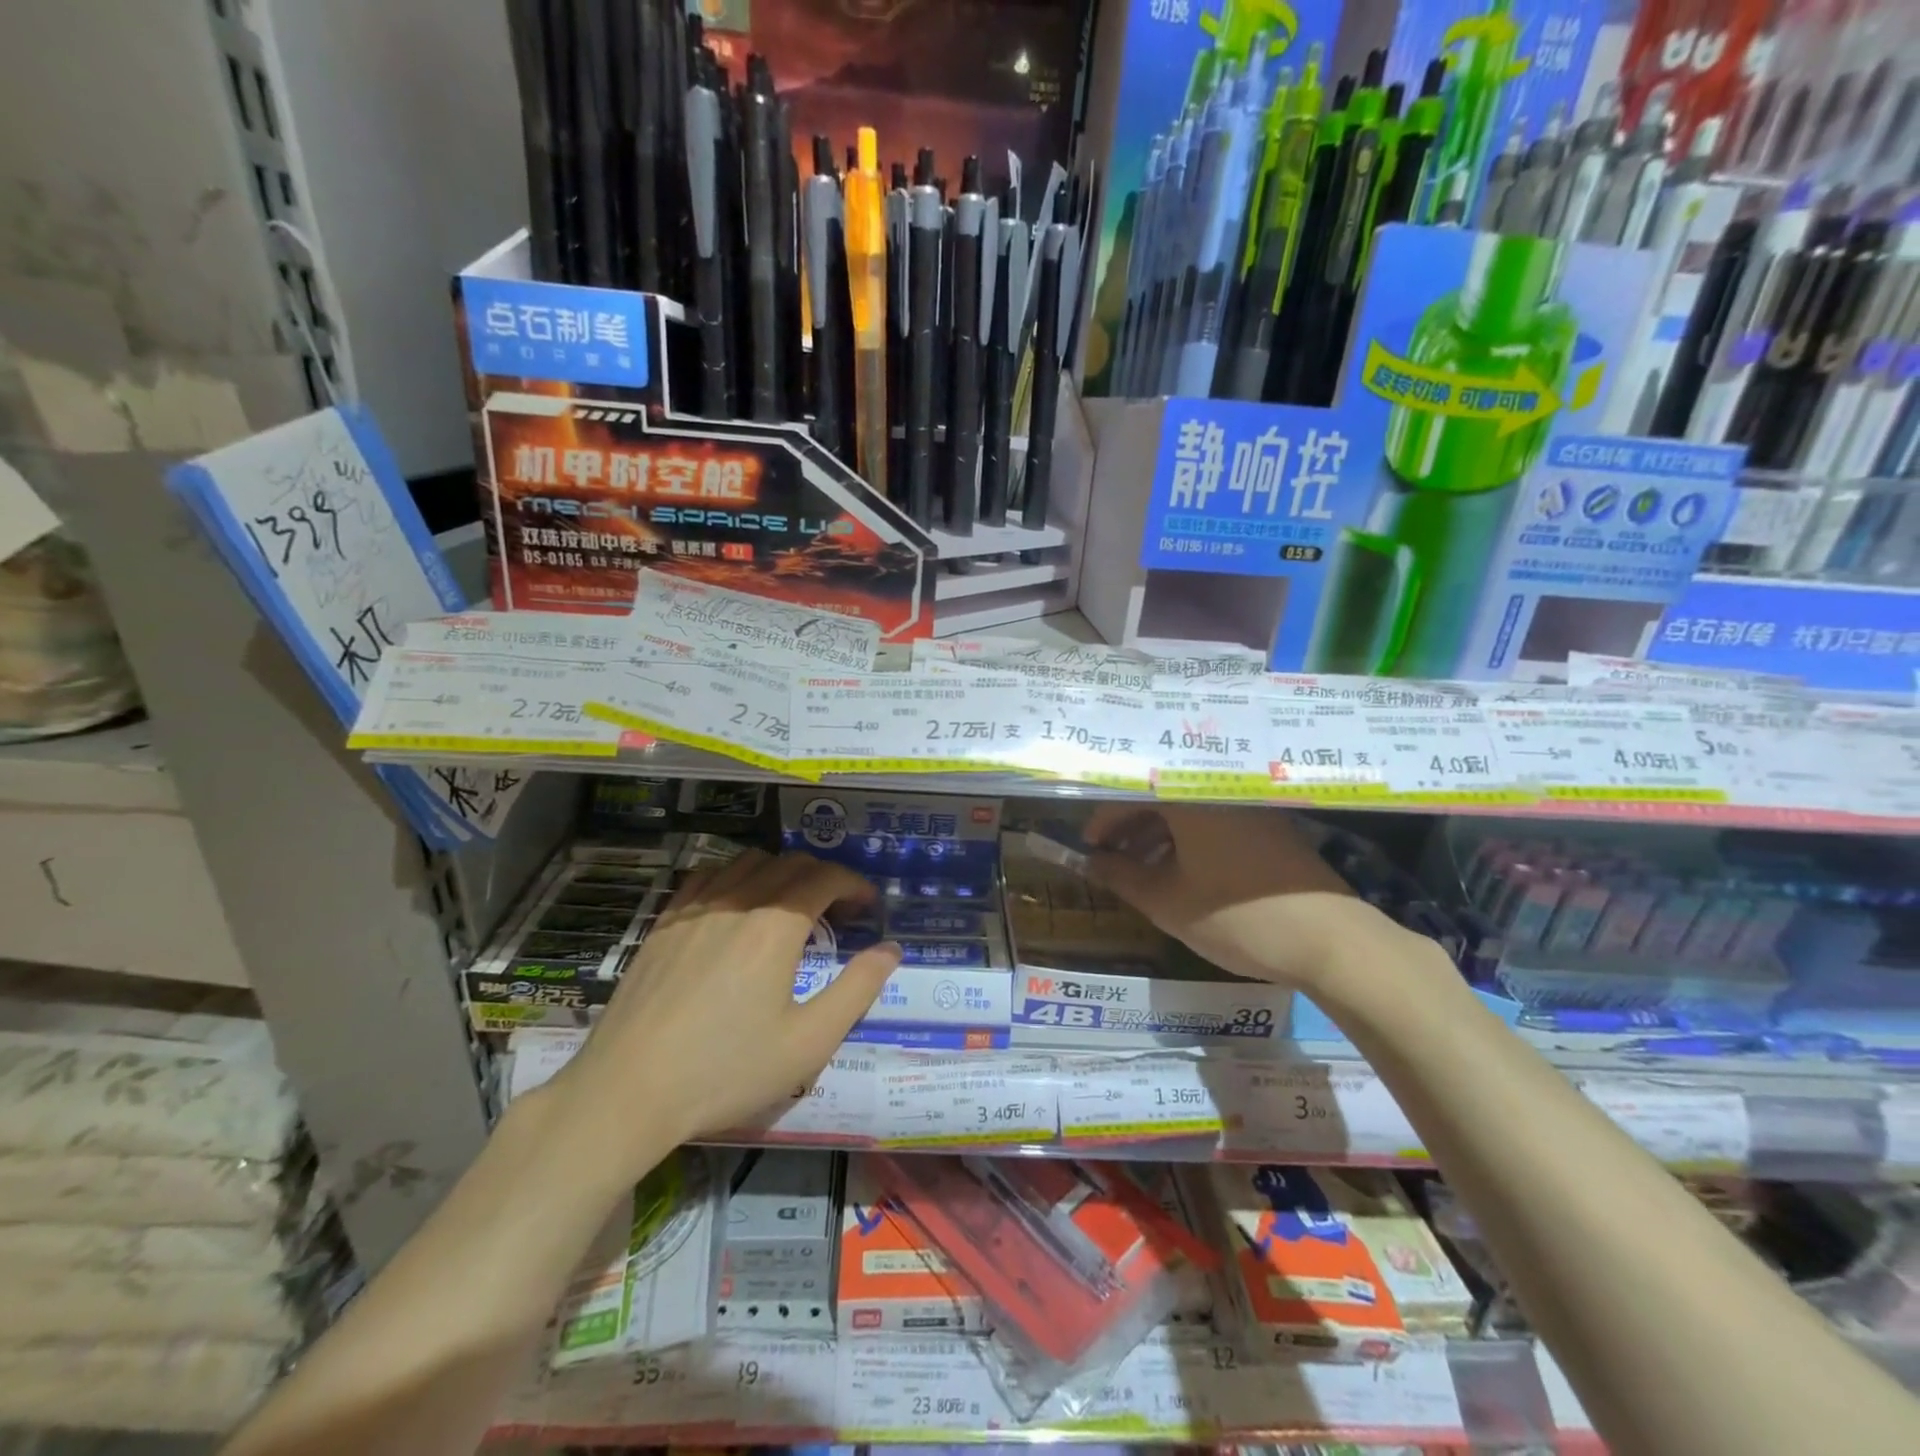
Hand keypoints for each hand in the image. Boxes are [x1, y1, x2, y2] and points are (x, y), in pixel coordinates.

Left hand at [547, 849, 899, 1172]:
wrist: (626, 1092)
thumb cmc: (724, 1071)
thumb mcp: (808, 1043)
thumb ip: (858, 989)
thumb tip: (891, 949)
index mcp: (775, 926)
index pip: (826, 877)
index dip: (855, 885)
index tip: (868, 908)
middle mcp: (737, 902)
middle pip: (790, 863)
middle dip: (824, 877)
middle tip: (838, 911)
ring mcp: (694, 908)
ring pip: (748, 861)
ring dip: (781, 872)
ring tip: (790, 906)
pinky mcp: (663, 922)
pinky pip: (707, 875)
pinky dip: (735, 877)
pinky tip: (735, 906)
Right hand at [1084, 804, 1413, 992]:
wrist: (1331, 941)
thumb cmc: (1237, 917)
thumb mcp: (1166, 902)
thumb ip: (1120, 876)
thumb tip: (1090, 862)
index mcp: (1189, 798)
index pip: (1131, 794)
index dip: (1103, 821)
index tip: (1088, 847)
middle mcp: (1218, 790)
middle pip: (1160, 797)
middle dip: (1129, 829)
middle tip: (1109, 861)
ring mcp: (1249, 807)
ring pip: (1188, 811)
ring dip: (1157, 837)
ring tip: (1140, 873)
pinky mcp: (1270, 827)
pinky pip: (1214, 822)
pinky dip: (1188, 842)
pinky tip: (1182, 874)